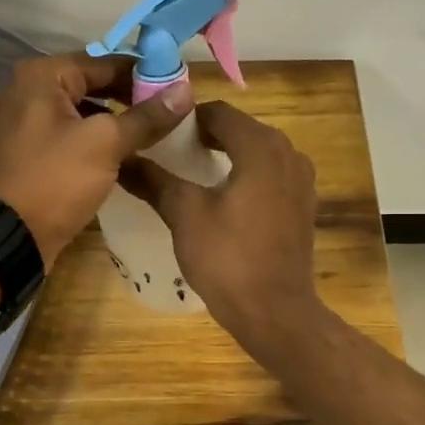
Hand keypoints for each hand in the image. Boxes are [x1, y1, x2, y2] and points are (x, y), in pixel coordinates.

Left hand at [0, 53, 193, 266]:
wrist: (11, 235)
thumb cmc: (56, 179)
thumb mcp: (106, 143)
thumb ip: (146, 116)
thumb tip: (186, 91)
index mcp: (43, 75)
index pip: (106, 62)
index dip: (145, 73)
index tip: (180, 87)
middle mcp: (31, 90)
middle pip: (94, 84)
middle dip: (132, 97)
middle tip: (172, 112)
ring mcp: (30, 122)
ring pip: (86, 111)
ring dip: (118, 120)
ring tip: (157, 132)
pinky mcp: (35, 151)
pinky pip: (75, 135)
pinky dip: (100, 140)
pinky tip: (129, 153)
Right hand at [119, 102, 320, 344]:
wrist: (275, 312)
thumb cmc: (228, 258)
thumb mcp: (184, 215)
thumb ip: (154, 180)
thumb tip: (122, 159)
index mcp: (261, 147)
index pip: (219, 112)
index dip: (186, 119)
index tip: (159, 133)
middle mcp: (289, 154)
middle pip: (240, 130)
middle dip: (205, 137)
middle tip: (169, 153)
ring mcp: (301, 181)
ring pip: (257, 154)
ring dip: (227, 157)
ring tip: (191, 175)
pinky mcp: (303, 206)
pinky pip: (270, 177)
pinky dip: (246, 177)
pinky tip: (222, 200)